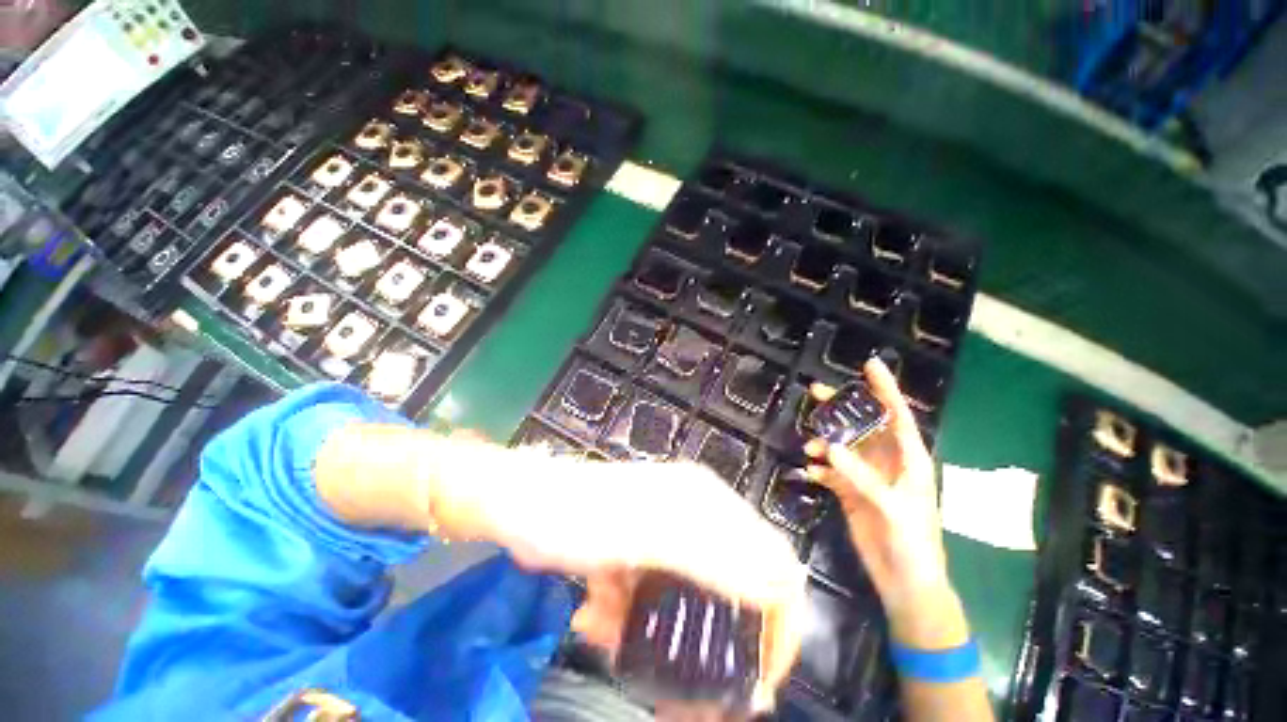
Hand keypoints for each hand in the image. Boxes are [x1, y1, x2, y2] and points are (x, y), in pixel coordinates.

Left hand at [434, 446, 805, 715]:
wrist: (522, 507)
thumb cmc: (580, 515)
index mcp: (706, 501)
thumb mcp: (646, 533)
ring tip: (622, 643)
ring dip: (666, 639)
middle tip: (701, 694)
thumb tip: (780, 587)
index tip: (761, 676)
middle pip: (735, 588)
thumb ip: (711, 555)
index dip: (778, 617)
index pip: (771, 558)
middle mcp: (695, 516)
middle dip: (720, 642)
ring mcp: (666, 538)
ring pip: (692, 603)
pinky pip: (655, 604)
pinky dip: (630, 624)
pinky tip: (598, 619)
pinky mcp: (641, 556)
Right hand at [804, 358, 964, 647]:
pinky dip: (820, 468)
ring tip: (809, 445)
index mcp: (909, 459)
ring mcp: (866, 476)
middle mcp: (886, 461)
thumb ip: (860, 476)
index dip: (884, 388)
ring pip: (842, 446)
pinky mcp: (850, 491)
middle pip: (861, 425)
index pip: (897, 415)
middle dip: (840, 408)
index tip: (869, 364)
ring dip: (824, 441)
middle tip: (815, 391)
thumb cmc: (913, 543)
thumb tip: (829, 447)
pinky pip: (831, 470)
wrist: (904, 581)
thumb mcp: (892, 508)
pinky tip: (810, 471)